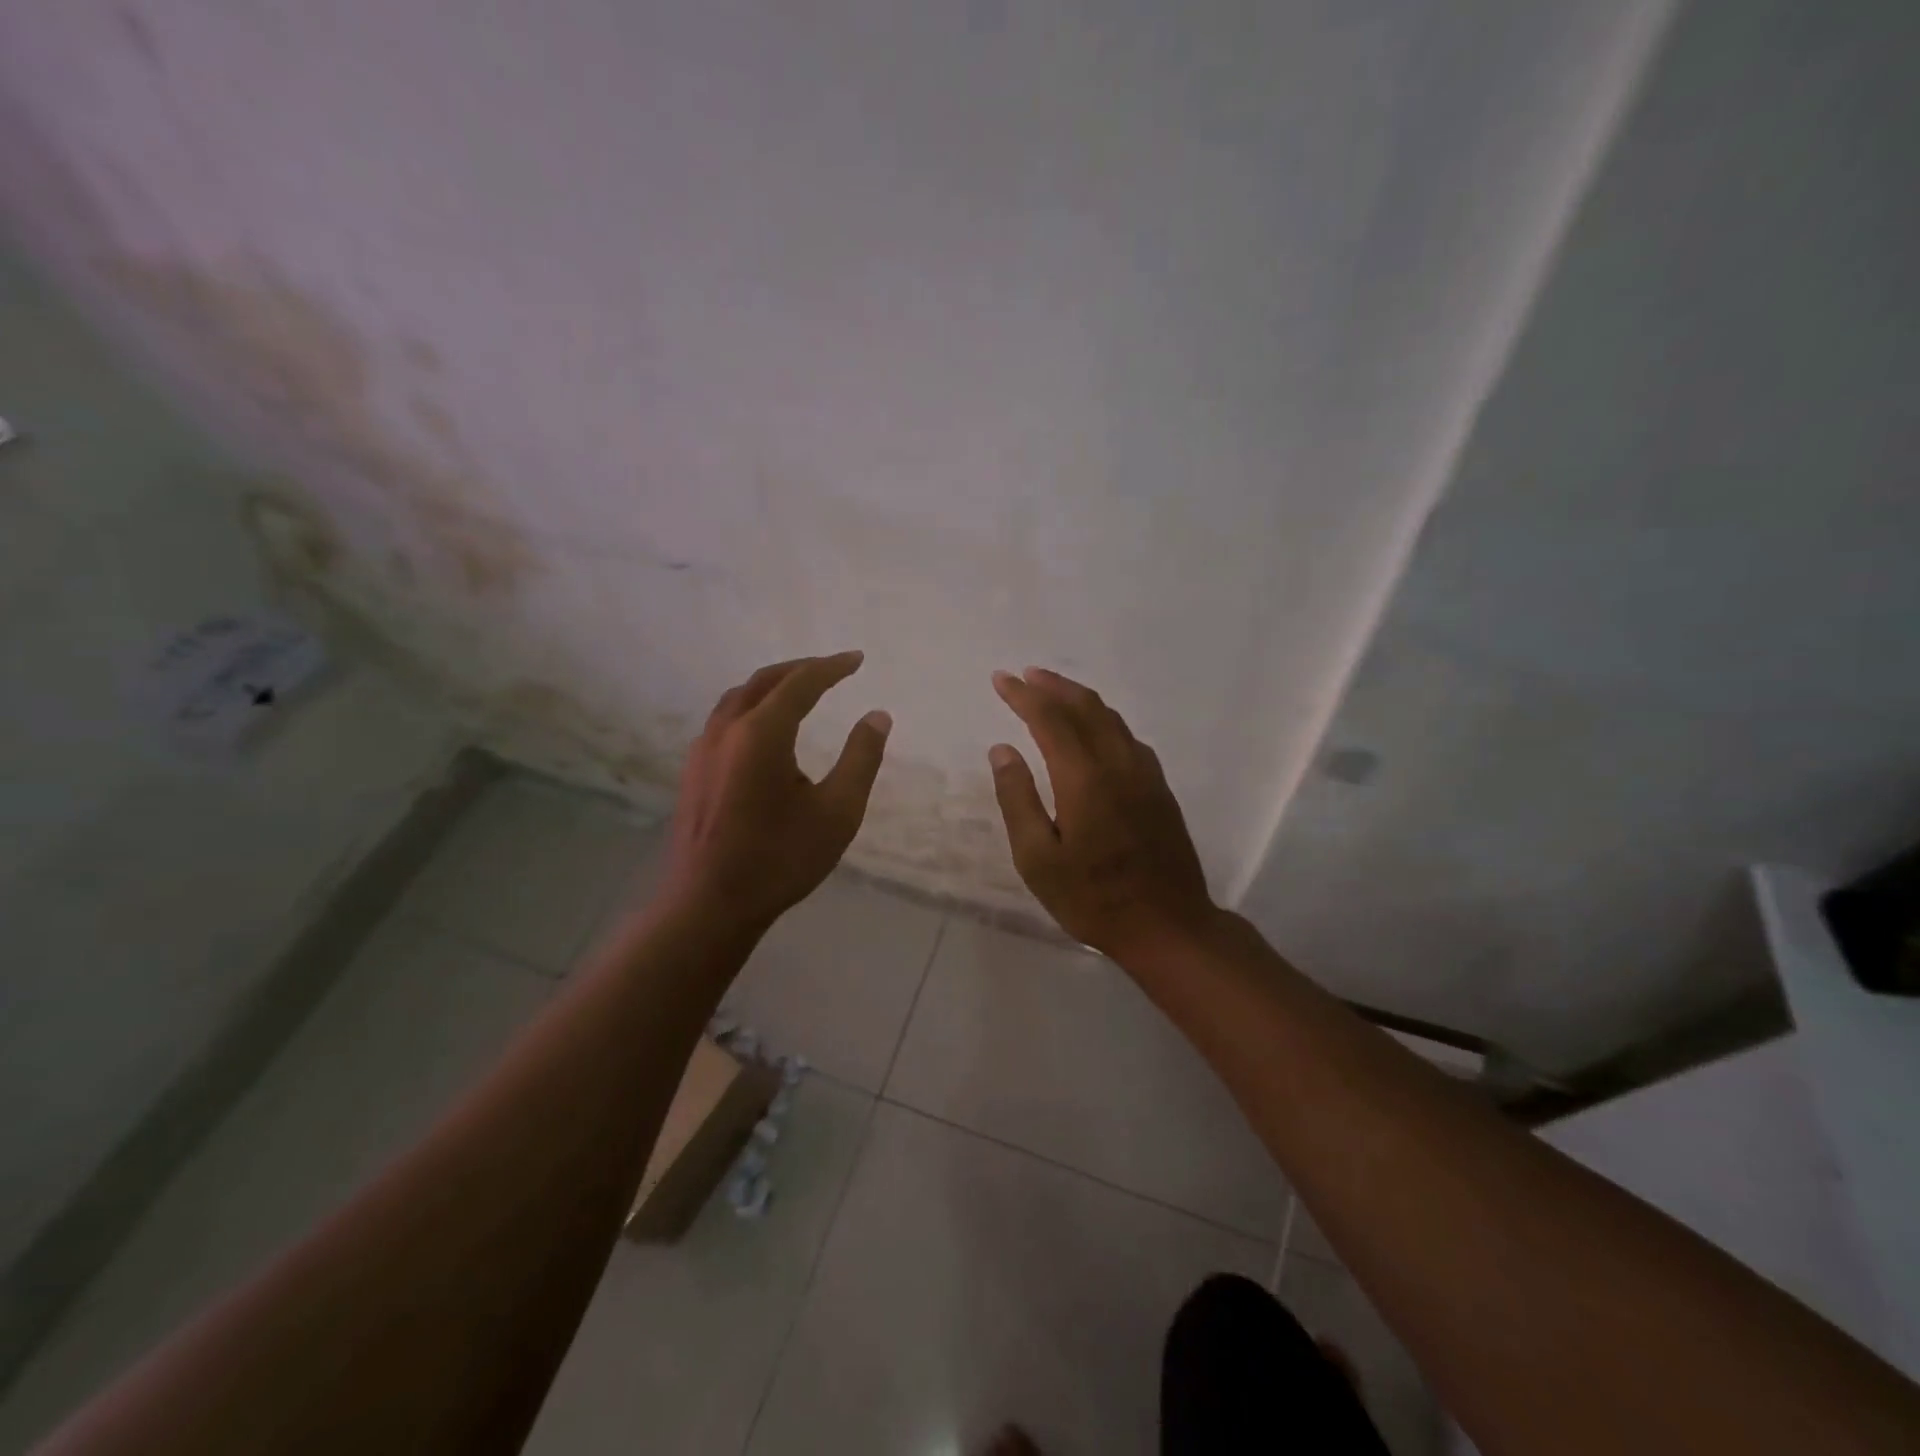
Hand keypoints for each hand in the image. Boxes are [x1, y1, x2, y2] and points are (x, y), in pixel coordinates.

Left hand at [662, 652, 890, 931]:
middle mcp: (727, 730)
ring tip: (800, 691)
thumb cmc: (780, 859)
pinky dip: (752, 707)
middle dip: (801, 669)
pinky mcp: (693, 771)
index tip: (857, 659)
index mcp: (762, 734)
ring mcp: (703, 750)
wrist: (709, 904)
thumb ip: (861, 758)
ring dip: (772, 686)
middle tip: (832, 669)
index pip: (801, 683)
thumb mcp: (838, 811)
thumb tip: (877, 716)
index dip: (832, 667)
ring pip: (739, 698)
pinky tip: (765, 730)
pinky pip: (725, 720)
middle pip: (764, 681)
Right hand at [988, 666, 1217, 961]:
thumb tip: (1003, 750)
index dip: (1023, 696)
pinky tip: (1096, 730)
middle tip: (1025, 675)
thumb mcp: (1038, 859)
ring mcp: (1145, 775)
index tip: (1001, 679)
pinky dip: (1104, 720)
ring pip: (1111, 719)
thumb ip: (1018, 799)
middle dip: (1053, 686)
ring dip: (1080, 699)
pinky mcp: (1160, 789)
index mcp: (1084, 778)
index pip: (1050, 719)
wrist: (1168, 926)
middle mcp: (1118, 764)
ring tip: (1054, 692)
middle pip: (1086, 708)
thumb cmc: (1092, 898)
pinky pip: (1128, 738)